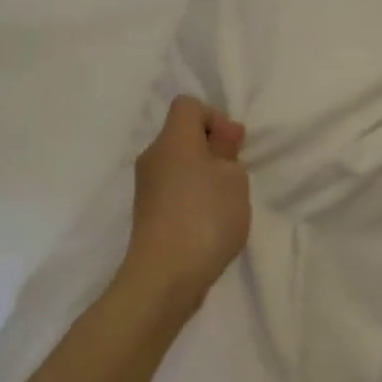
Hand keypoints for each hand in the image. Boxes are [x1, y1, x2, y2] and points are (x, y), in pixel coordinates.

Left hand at [122, 95, 250, 308]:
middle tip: (234, 178)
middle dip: (212, 150)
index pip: (188, 105)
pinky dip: (193, 199)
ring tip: (224, 205)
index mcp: (173, 140)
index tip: (233, 147)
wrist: (165, 276)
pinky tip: (208, 224)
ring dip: (204, 177)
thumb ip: (228, 151)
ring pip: (179, 165)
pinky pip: (175, 191)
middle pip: (183, 136)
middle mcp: (153, 157)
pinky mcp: (148, 214)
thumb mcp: (233, 179)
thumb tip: (220, 136)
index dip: (215, 118)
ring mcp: (147, 188)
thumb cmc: (205, 217)